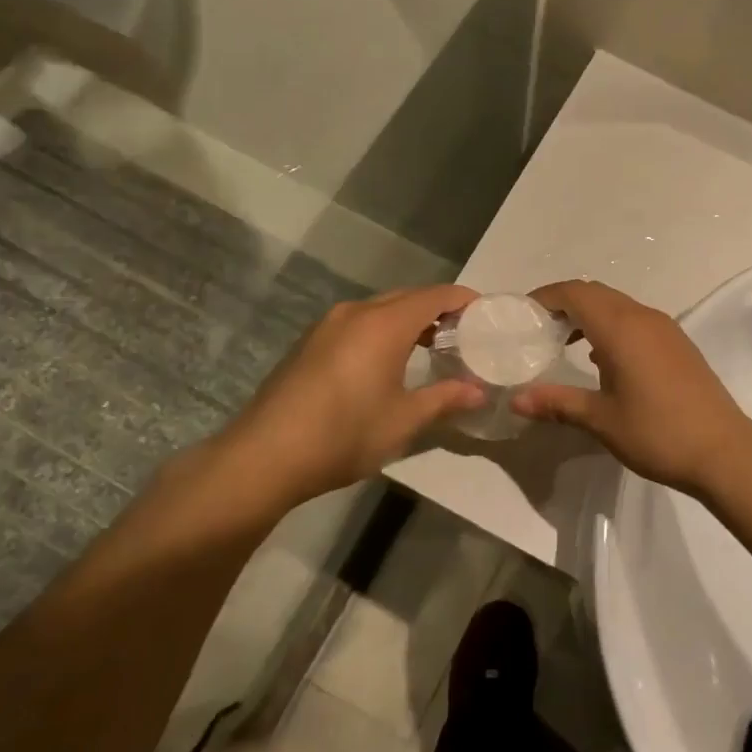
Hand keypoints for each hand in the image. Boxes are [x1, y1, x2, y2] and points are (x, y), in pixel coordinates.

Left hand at [200, 286, 485, 512]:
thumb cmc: (344, 434)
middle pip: (408, 297)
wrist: (265, 455)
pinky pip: (358, 322)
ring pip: (380, 308)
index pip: (436, 295)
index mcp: (384, 323)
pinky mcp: (310, 343)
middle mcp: (356, 312)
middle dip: (438, 309)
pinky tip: (386, 360)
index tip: (486, 315)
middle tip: (464, 334)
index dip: (464, 300)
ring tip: (431, 347)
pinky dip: (382, 330)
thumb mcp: (404, 420)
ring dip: (408, 319)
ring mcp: (328, 325)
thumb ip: (445, 399)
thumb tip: (479, 392)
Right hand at [511, 280, 751, 497]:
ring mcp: (664, 328)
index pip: (575, 293)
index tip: (522, 314)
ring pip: (617, 305)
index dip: (545, 297)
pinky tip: (600, 359)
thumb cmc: (657, 433)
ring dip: (588, 314)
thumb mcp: (601, 420)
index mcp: (620, 328)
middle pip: (595, 293)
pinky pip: (635, 319)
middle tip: (537, 328)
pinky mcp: (677, 343)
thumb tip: (516, 400)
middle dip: (564, 303)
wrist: (724, 450)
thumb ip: (557, 403)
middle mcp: (643, 317)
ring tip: (562, 341)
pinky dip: (610, 326)